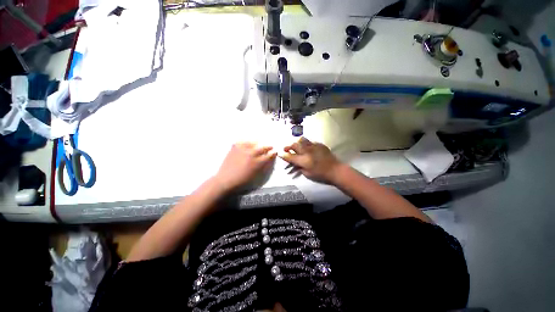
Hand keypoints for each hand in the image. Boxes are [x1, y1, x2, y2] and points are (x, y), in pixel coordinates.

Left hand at [215, 142, 276, 191]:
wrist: (226, 179)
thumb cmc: (242, 181)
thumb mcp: (256, 175)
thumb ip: (263, 166)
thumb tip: (268, 159)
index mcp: (258, 162)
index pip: (269, 155)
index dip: (273, 153)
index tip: (275, 152)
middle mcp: (252, 153)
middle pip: (264, 147)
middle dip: (268, 147)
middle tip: (270, 147)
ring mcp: (243, 149)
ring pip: (255, 142)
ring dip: (259, 143)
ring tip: (260, 144)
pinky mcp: (236, 146)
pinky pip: (244, 141)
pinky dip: (249, 142)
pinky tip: (249, 144)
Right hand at [280, 138, 343, 183]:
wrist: (335, 170)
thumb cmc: (320, 175)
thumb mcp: (307, 174)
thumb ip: (299, 167)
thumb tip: (294, 163)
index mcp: (304, 160)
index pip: (290, 156)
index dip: (283, 155)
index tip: (280, 153)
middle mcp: (307, 151)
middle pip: (294, 145)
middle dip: (288, 146)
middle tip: (286, 148)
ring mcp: (314, 146)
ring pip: (302, 140)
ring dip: (297, 143)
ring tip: (297, 146)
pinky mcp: (319, 144)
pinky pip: (310, 141)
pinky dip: (306, 144)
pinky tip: (308, 148)